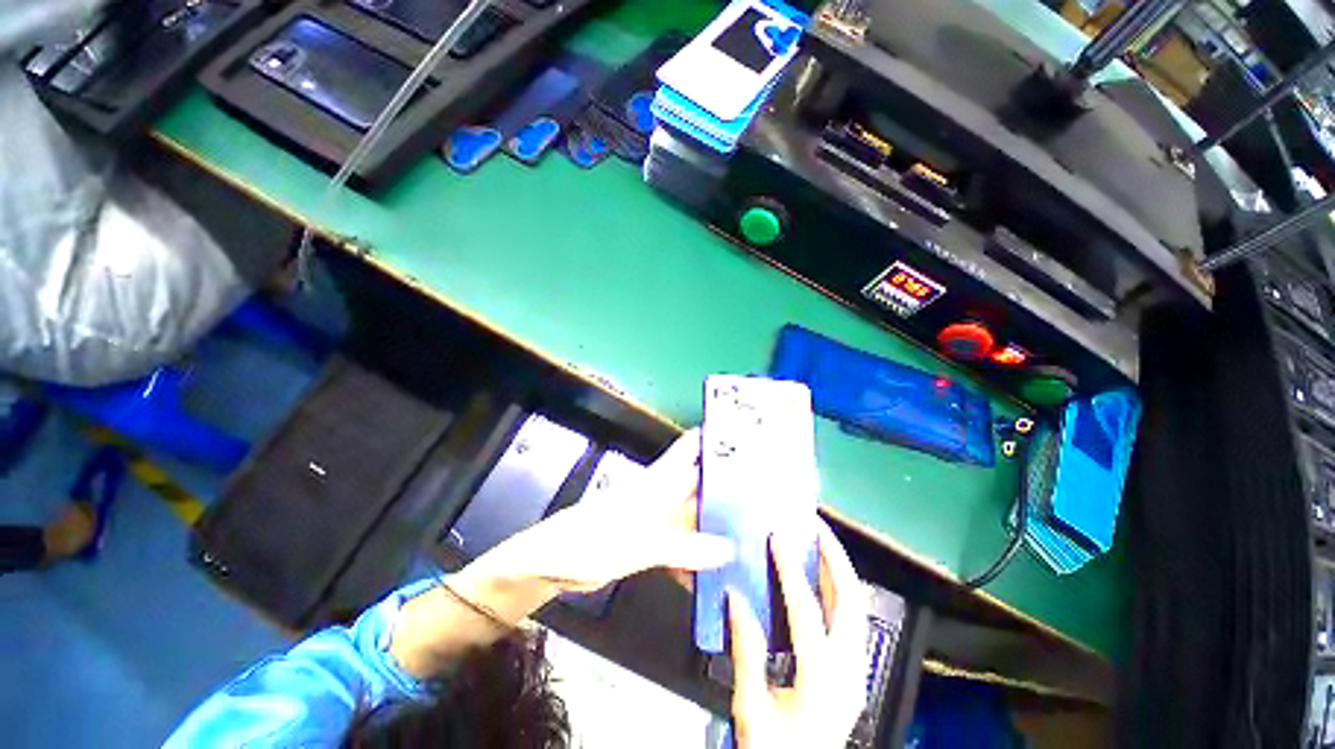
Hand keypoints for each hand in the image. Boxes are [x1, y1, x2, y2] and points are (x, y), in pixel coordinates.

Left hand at [470, 428, 734, 594]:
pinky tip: (717, 573)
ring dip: (718, 521)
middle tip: (767, 492)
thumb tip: (729, 549)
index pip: (692, 447)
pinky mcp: (652, 542)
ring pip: (696, 513)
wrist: (552, 564)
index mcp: (659, 480)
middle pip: (701, 480)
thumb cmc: (590, 540)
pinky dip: (699, 555)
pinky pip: (683, 544)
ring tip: (755, 532)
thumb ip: (682, 547)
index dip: (716, 436)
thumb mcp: (638, 545)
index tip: (750, 437)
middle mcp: (663, 493)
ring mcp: (658, 518)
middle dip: (729, 482)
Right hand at [729, 521, 869, 748]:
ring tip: (819, 539)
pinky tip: (821, 573)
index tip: (776, 537)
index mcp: (820, 681)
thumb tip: (735, 597)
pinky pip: (852, 617)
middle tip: (814, 525)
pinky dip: (838, 587)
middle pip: (851, 600)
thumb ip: (745, 650)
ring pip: (857, 606)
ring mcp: (857, 669)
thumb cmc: (774, 747)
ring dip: (839, 567)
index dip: (789, 569)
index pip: (806, 611)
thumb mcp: (750, 706)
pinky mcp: (855, 669)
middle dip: (834, 556)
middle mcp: (849, 670)